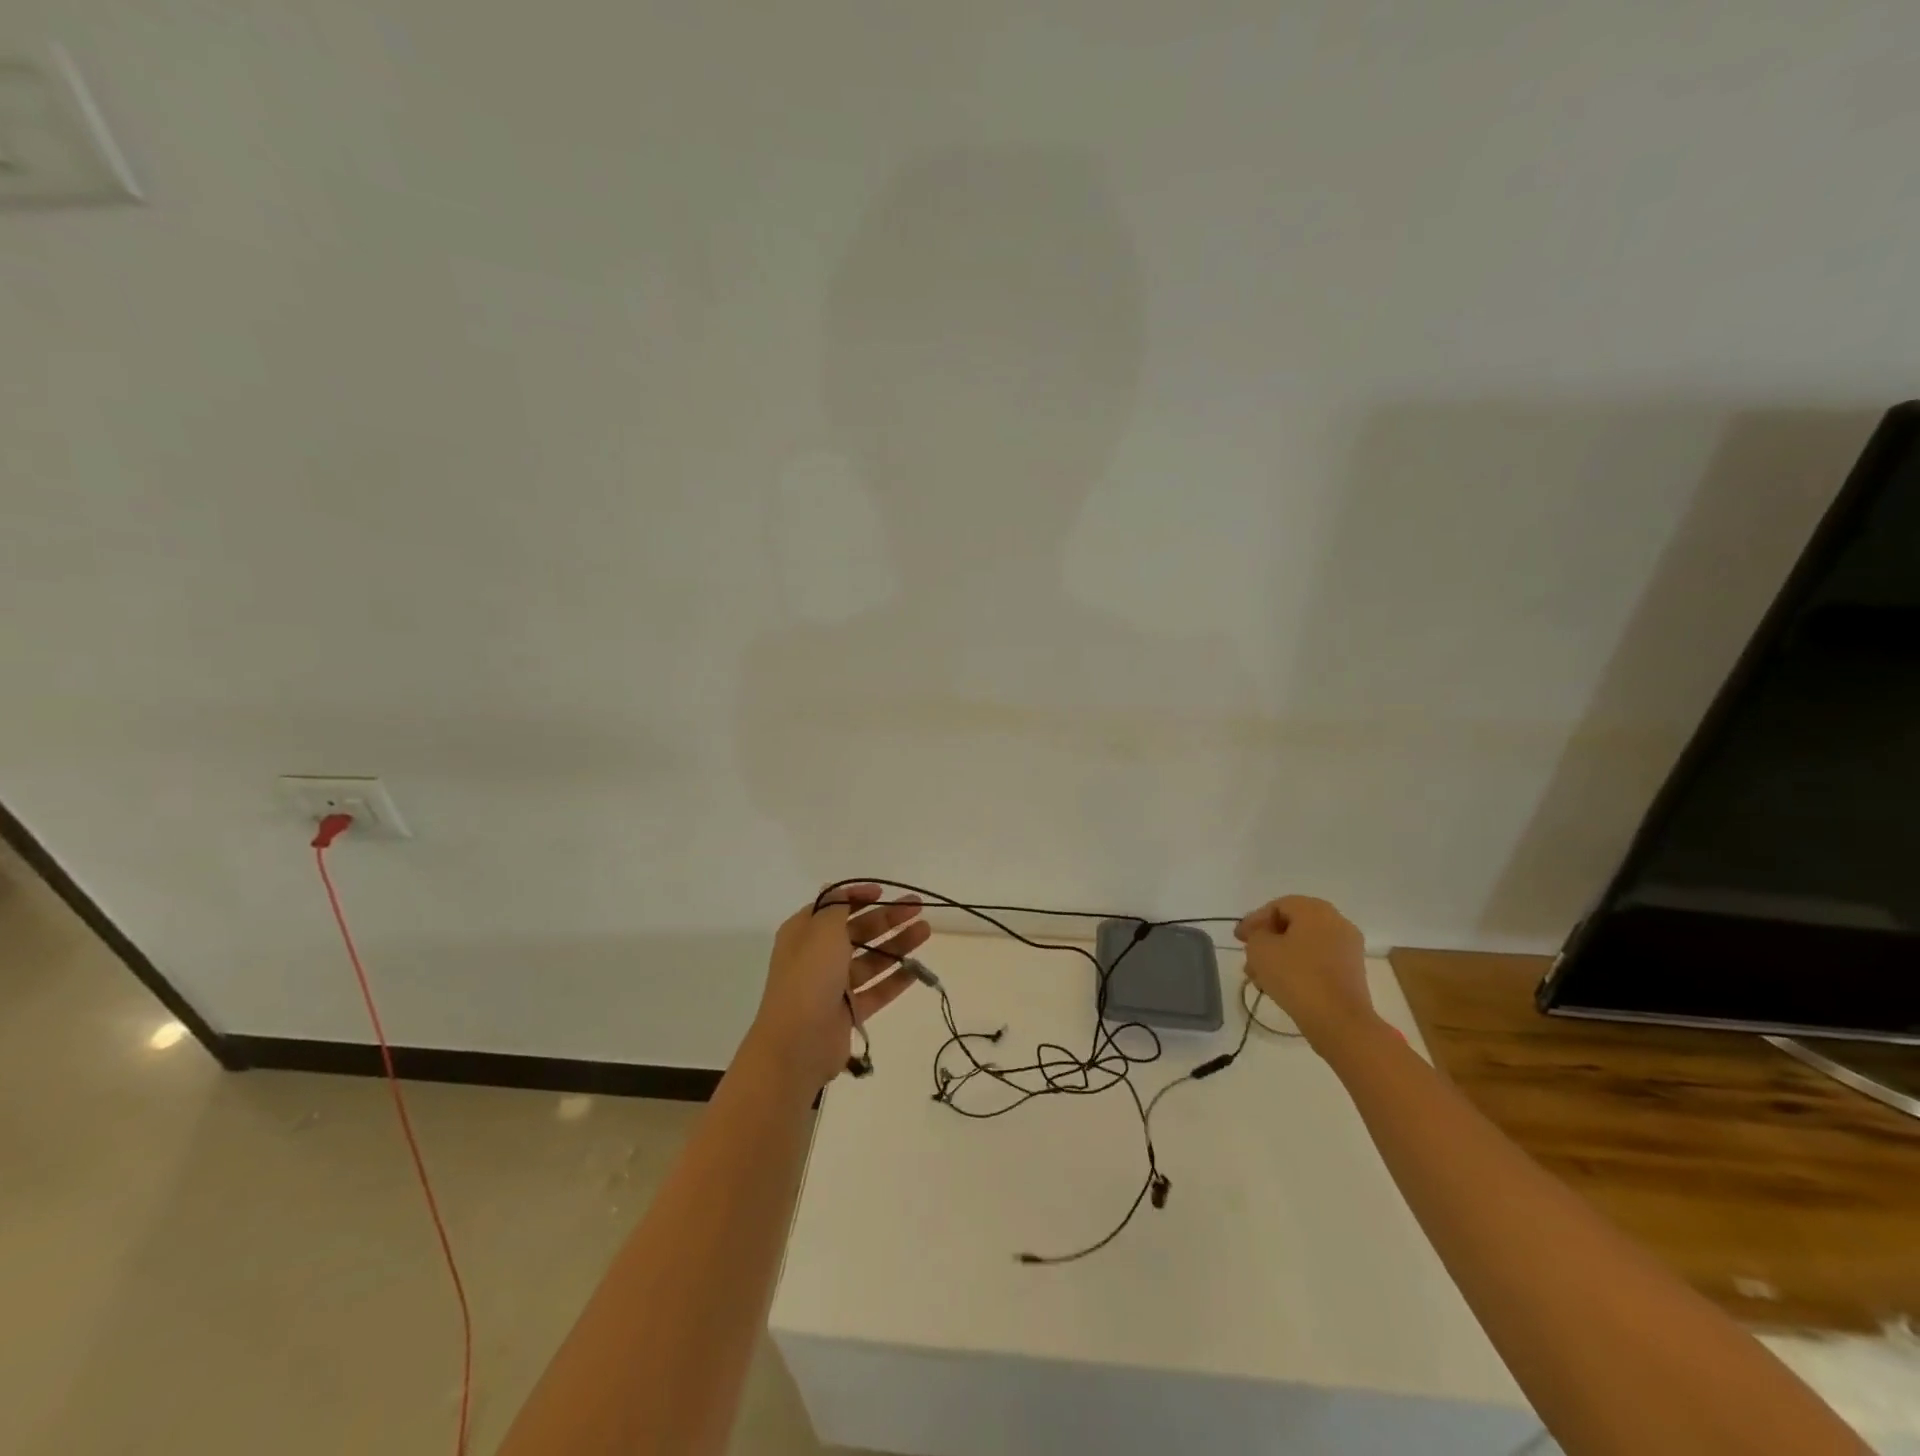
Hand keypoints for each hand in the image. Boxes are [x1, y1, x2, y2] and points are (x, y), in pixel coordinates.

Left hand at [743, 884, 929, 1093]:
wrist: (797, 1043)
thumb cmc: (809, 977)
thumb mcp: (822, 930)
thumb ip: (836, 907)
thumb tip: (837, 889)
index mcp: (805, 933)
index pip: (834, 907)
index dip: (858, 896)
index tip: (883, 892)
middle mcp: (817, 956)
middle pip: (858, 931)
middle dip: (887, 918)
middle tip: (918, 908)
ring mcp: (833, 986)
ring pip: (871, 960)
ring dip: (897, 944)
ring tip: (925, 931)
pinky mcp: (848, 1011)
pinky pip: (876, 990)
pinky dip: (896, 979)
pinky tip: (917, 968)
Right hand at [1235, 895, 1375, 1050]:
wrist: (1339, 1021)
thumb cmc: (1296, 976)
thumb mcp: (1260, 949)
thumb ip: (1256, 934)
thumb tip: (1264, 936)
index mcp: (1315, 910)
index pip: (1277, 906)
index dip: (1254, 920)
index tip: (1238, 939)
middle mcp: (1336, 922)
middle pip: (1292, 924)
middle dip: (1266, 940)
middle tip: (1248, 955)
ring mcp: (1348, 948)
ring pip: (1304, 945)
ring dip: (1279, 956)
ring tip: (1259, 977)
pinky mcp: (1351, 973)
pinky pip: (1318, 961)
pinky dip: (1297, 967)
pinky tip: (1279, 985)